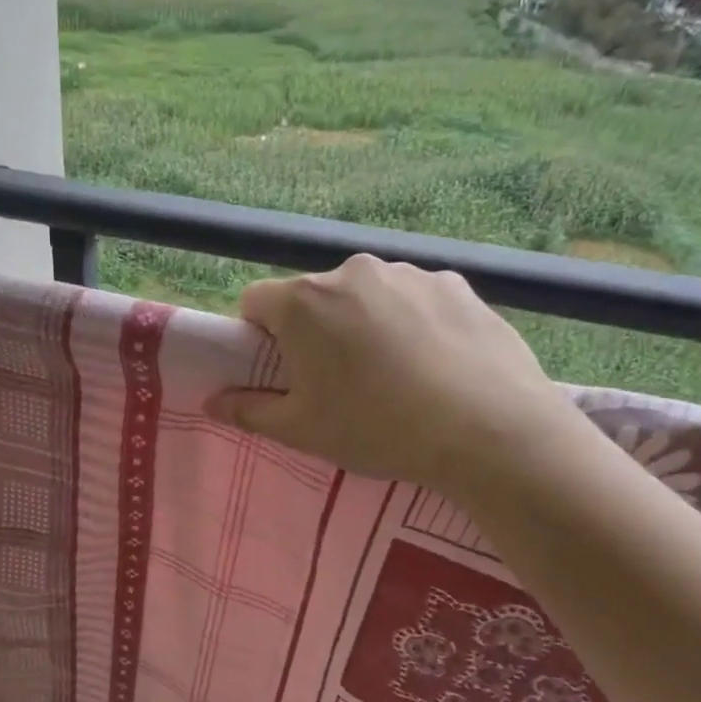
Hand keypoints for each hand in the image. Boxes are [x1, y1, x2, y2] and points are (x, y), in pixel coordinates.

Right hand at [204, 255, 577, 491]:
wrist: (488, 430)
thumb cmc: (377, 428)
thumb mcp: (302, 430)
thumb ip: (249, 412)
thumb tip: (212, 402)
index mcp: (305, 302)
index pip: (256, 301)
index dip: (258, 337)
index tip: (282, 372)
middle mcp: (353, 271)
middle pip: (313, 297)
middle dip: (314, 332)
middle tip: (338, 383)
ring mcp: (410, 273)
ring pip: (366, 297)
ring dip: (364, 325)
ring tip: (393, 378)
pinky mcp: (457, 284)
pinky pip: (414, 300)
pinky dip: (411, 324)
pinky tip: (433, 366)